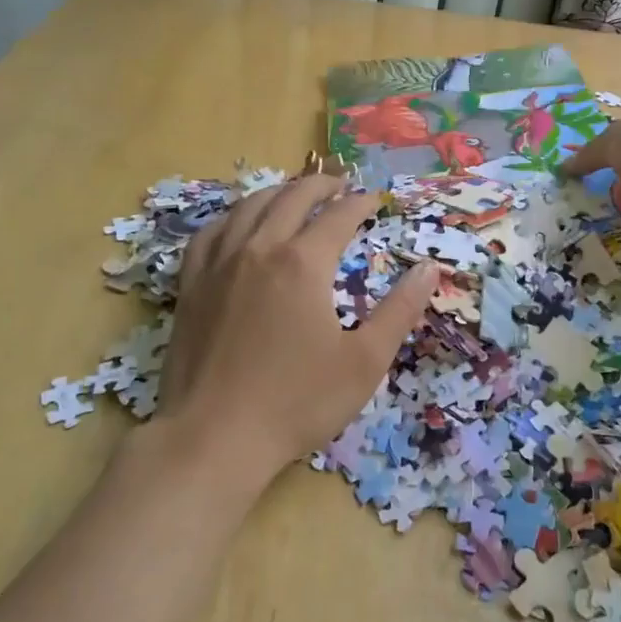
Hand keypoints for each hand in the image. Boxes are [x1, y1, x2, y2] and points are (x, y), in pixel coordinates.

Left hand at [156, 174, 436, 490]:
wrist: (214, 437)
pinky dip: (233, 216)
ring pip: (249, 206)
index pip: (338, 216)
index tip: (376, 201)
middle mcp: (259, 249)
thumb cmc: (297, 402)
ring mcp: (218, 264)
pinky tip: (239, 223)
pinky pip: (211, 232)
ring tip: (295, 193)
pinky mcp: (191, 285)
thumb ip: (399, 311)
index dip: (361, 203)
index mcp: (303, 263)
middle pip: (292, 197)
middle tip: (341, 184)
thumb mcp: (364, 362)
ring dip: (279, 192)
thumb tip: (429, 269)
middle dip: (321, 185)